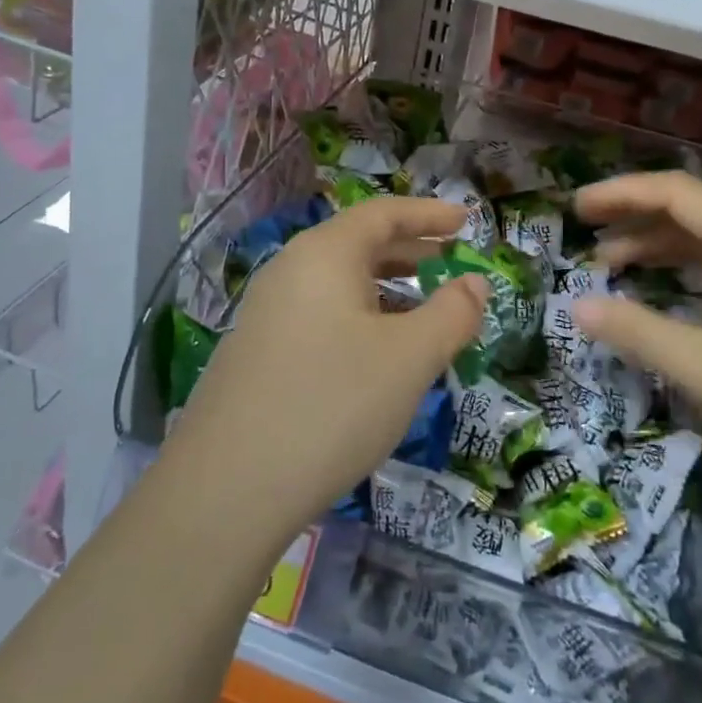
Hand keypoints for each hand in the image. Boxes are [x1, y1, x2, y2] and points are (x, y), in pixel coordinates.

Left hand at [168, 197, 488, 542]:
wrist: (226, 489)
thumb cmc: (332, 405)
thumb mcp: (409, 358)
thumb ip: (452, 313)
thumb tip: (475, 283)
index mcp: (324, 254)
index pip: (384, 213)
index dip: (429, 214)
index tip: (467, 222)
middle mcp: (290, 270)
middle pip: (359, 244)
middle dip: (411, 251)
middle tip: (453, 264)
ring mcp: (267, 312)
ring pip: (339, 283)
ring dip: (387, 288)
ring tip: (424, 311)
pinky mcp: (257, 352)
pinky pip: (321, 314)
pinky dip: (360, 317)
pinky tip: (377, 355)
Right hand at [570, 171, 701, 485]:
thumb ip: (638, 332)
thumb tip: (578, 307)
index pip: (672, 191)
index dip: (618, 194)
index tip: (576, 208)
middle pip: (689, 204)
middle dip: (633, 214)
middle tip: (585, 231)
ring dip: (659, 241)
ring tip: (612, 262)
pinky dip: (689, 261)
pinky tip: (667, 283)